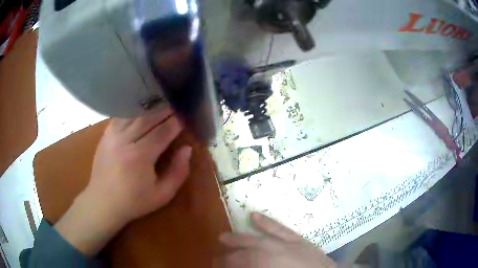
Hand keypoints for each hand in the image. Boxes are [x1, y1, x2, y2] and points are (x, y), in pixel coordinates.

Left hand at [55, 108, 191, 255]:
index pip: (162, 132)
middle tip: (175, 107)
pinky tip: (139, 111)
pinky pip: (121, 117)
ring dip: (149, 108)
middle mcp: (125, 141)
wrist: (103, 202)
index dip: (175, 123)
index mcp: (140, 156)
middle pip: (148, 118)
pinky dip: (132, 112)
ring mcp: (113, 136)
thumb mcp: (162, 195)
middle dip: (164, 111)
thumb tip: (186, 149)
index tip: (184, 118)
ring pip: (134, 114)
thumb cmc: (134, 202)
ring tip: (159, 106)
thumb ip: (178, 172)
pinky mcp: (105, 135)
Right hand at [220, 212, 335, 267]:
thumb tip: (237, 265)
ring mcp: (288, 244)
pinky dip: (267, 223)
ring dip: (241, 238)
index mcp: (266, 262)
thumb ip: (253, 267)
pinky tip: (255, 216)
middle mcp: (275, 251)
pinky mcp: (300, 241)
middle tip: (216, 256)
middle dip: (229, 252)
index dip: (225, 263)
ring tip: (225, 237)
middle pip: (246, 249)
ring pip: (259, 239)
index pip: (239, 260)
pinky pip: (281, 230)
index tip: (215, 263)